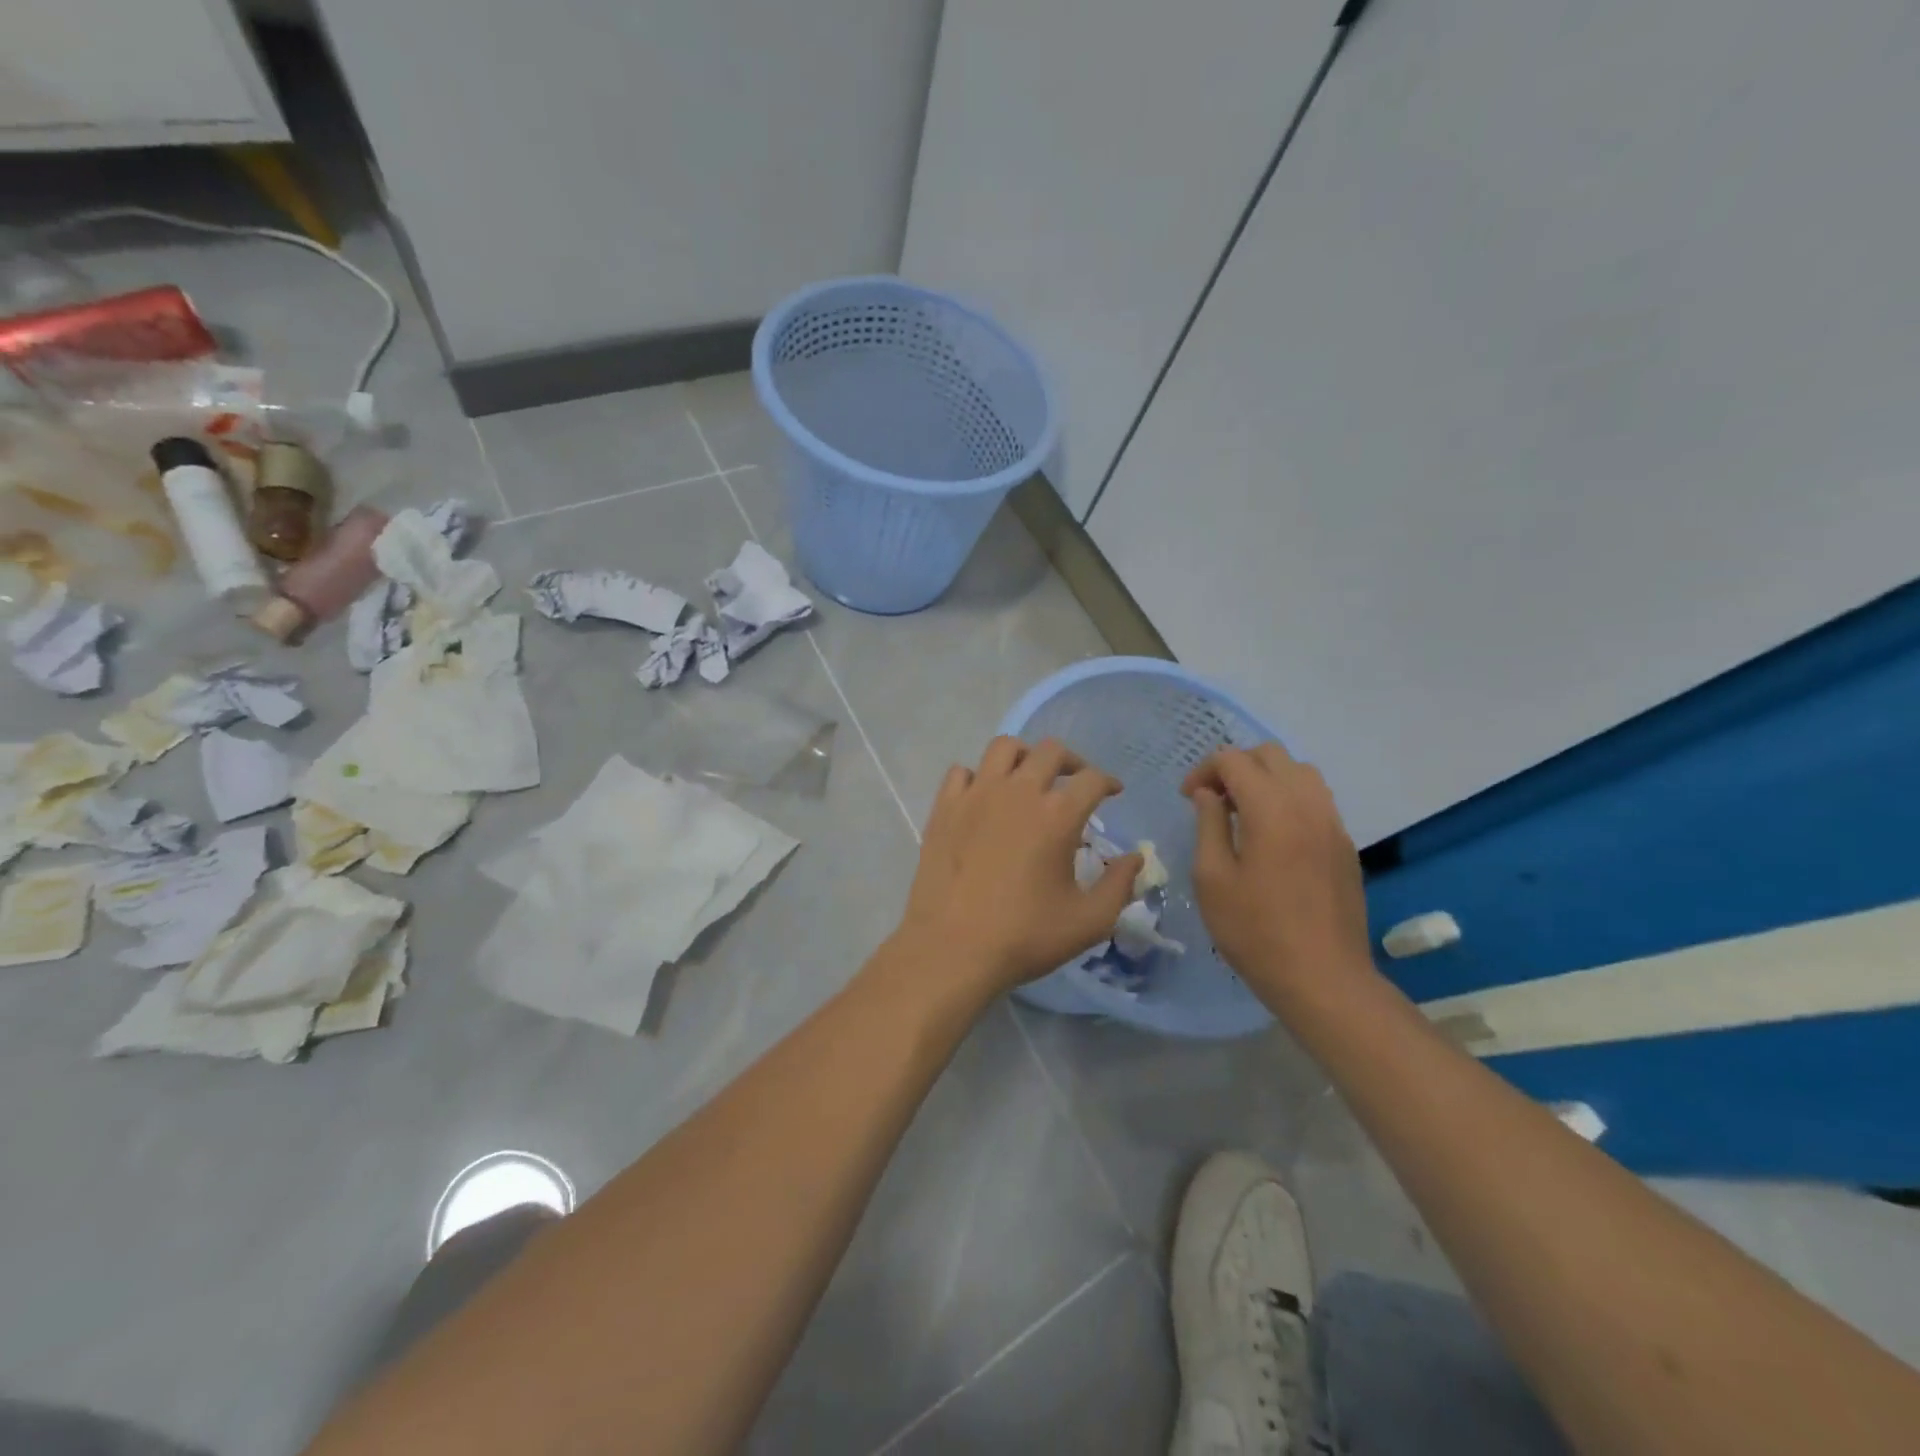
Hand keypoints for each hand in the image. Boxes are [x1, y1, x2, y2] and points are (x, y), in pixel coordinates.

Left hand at [895, 736, 1142, 1000]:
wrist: (952, 949)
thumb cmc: (1025, 936)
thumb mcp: (1089, 921)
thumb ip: (1120, 885)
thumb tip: (1135, 858)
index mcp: (1057, 815)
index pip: (1092, 779)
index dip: (1109, 782)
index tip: (1113, 792)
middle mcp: (1018, 792)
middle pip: (1050, 751)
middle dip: (1072, 762)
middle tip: (1075, 782)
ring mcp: (976, 795)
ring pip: (1003, 747)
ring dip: (1024, 756)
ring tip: (1030, 778)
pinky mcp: (944, 807)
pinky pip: (962, 771)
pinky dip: (978, 776)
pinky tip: (984, 797)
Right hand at [1182, 743, 1373, 1005]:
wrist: (1323, 979)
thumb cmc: (1255, 931)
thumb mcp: (1212, 878)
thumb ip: (1208, 824)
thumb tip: (1209, 795)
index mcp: (1271, 809)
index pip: (1234, 760)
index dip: (1204, 770)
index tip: (1188, 798)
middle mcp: (1307, 804)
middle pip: (1270, 755)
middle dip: (1235, 767)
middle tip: (1213, 800)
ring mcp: (1333, 823)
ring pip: (1300, 772)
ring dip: (1266, 778)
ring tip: (1243, 811)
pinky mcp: (1344, 844)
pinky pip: (1316, 799)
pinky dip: (1288, 797)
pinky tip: (1272, 834)